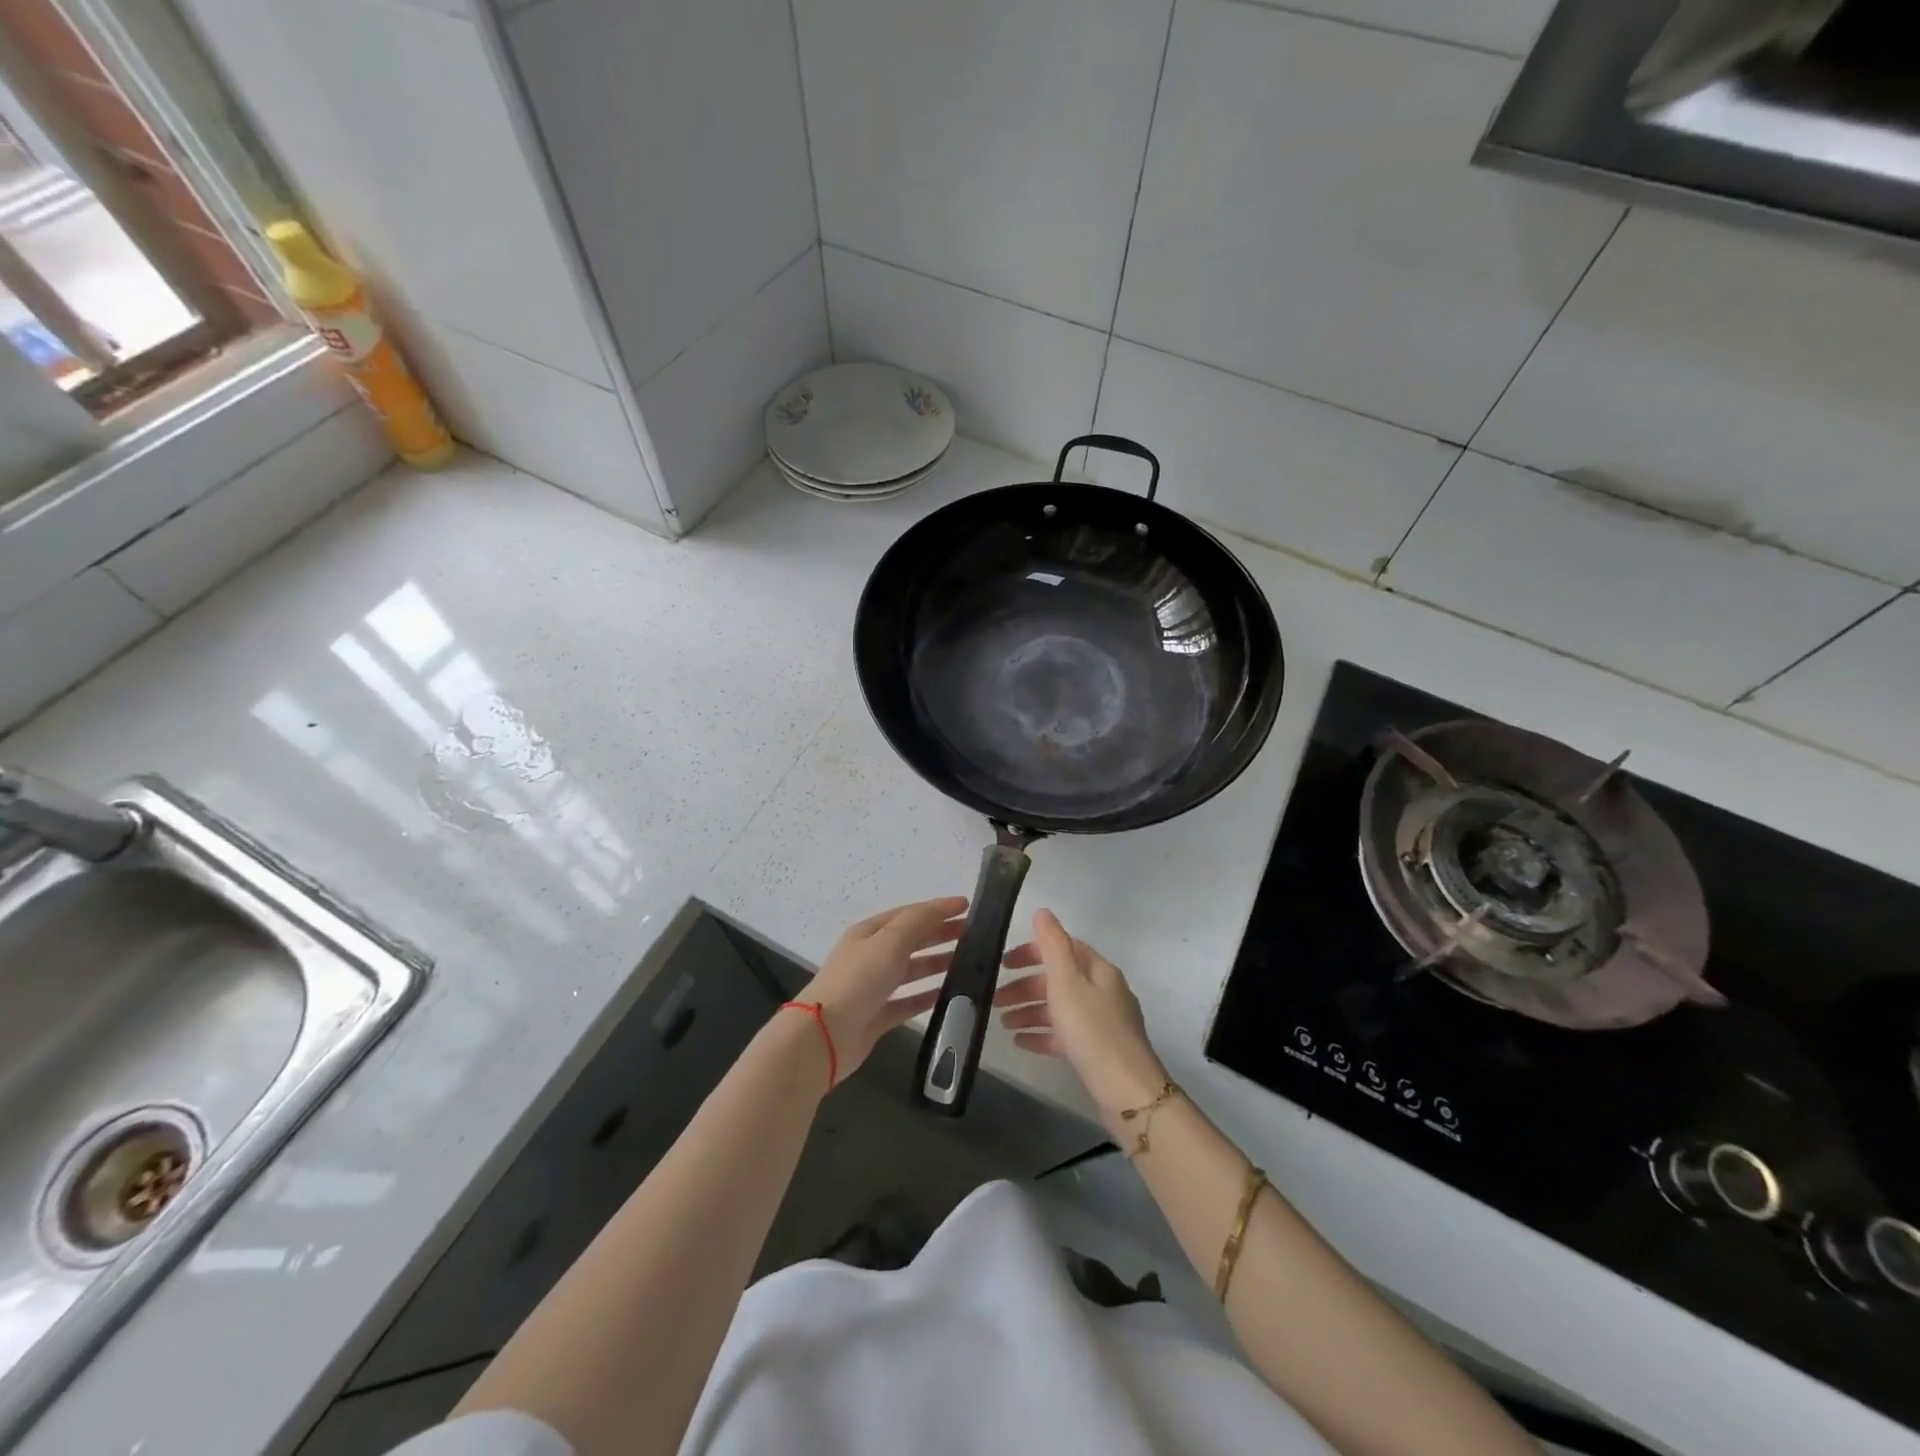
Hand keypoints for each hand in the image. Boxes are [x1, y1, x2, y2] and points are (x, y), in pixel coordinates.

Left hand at [801, 896, 969, 1083]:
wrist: (824, 1035)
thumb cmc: (859, 979)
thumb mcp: (890, 940)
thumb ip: (919, 921)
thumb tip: (944, 905)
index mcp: (870, 932)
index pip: (909, 914)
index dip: (938, 908)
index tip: (968, 907)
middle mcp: (871, 956)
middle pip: (911, 940)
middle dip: (940, 934)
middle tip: (974, 935)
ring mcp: (873, 987)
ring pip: (911, 971)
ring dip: (936, 964)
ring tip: (968, 964)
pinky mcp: (876, 1016)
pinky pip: (907, 1002)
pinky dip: (926, 997)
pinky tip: (948, 996)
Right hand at [995, 909, 1167, 1131]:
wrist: (1126, 1090)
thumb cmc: (1092, 1029)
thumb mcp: (1067, 982)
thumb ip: (1053, 945)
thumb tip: (1043, 912)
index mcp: (1099, 970)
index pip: (1063, 948)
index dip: (1032, 952)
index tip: (1004, 963)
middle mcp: (1103, 991)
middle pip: (1058, 980)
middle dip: (1025, 987)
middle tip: (995, 999)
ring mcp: (1101, 1022)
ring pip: (1059, 1008)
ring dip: (1029, 1011)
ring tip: (1002, 1024)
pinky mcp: (1097, 1050)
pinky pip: (1064, 1034)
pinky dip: (1041, 1034)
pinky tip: (1020, 1042)